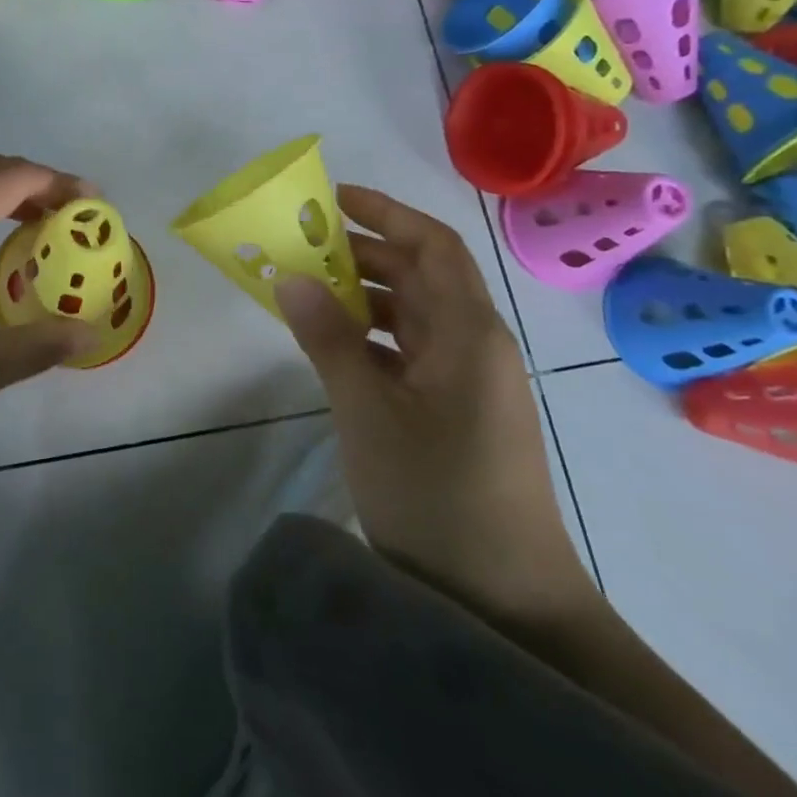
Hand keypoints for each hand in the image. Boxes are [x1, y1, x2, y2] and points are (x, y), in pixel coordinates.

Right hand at [275, 185, 597, 629]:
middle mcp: (476, 345)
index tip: (335, 198)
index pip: (433, 246)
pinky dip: (372, 336)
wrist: (504, 598)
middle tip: (303, 246)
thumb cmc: (436, 494)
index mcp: (469, 333)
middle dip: (366, 252)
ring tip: (306, 289)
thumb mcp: (368, 412)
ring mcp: (469, 381)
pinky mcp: (457, 411)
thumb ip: (328, 338)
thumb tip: (291, 276)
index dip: (387, 213)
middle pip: (423, 276)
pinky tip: (332, 344)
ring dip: (365, 295)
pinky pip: (411, 351)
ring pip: (414, 315)